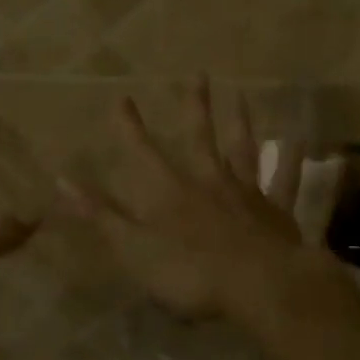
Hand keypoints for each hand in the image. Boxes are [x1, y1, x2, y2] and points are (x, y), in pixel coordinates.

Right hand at [60, 76, 345, 327]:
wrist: (258, 286)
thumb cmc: (190, 272)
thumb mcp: (133, 249)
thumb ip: (100, 215)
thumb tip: (61, 181)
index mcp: (170, 192)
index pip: (143, 152)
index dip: (130, 126)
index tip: (122, 96)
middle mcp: (208, 181)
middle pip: (200, 137)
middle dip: (195, 106)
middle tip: (199, 73)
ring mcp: (245, 193)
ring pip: (243, 149)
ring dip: (241, 121)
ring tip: (242, 94)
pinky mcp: (276, 212)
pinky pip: (285, 181)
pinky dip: (291, 161)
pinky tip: (298, 142)